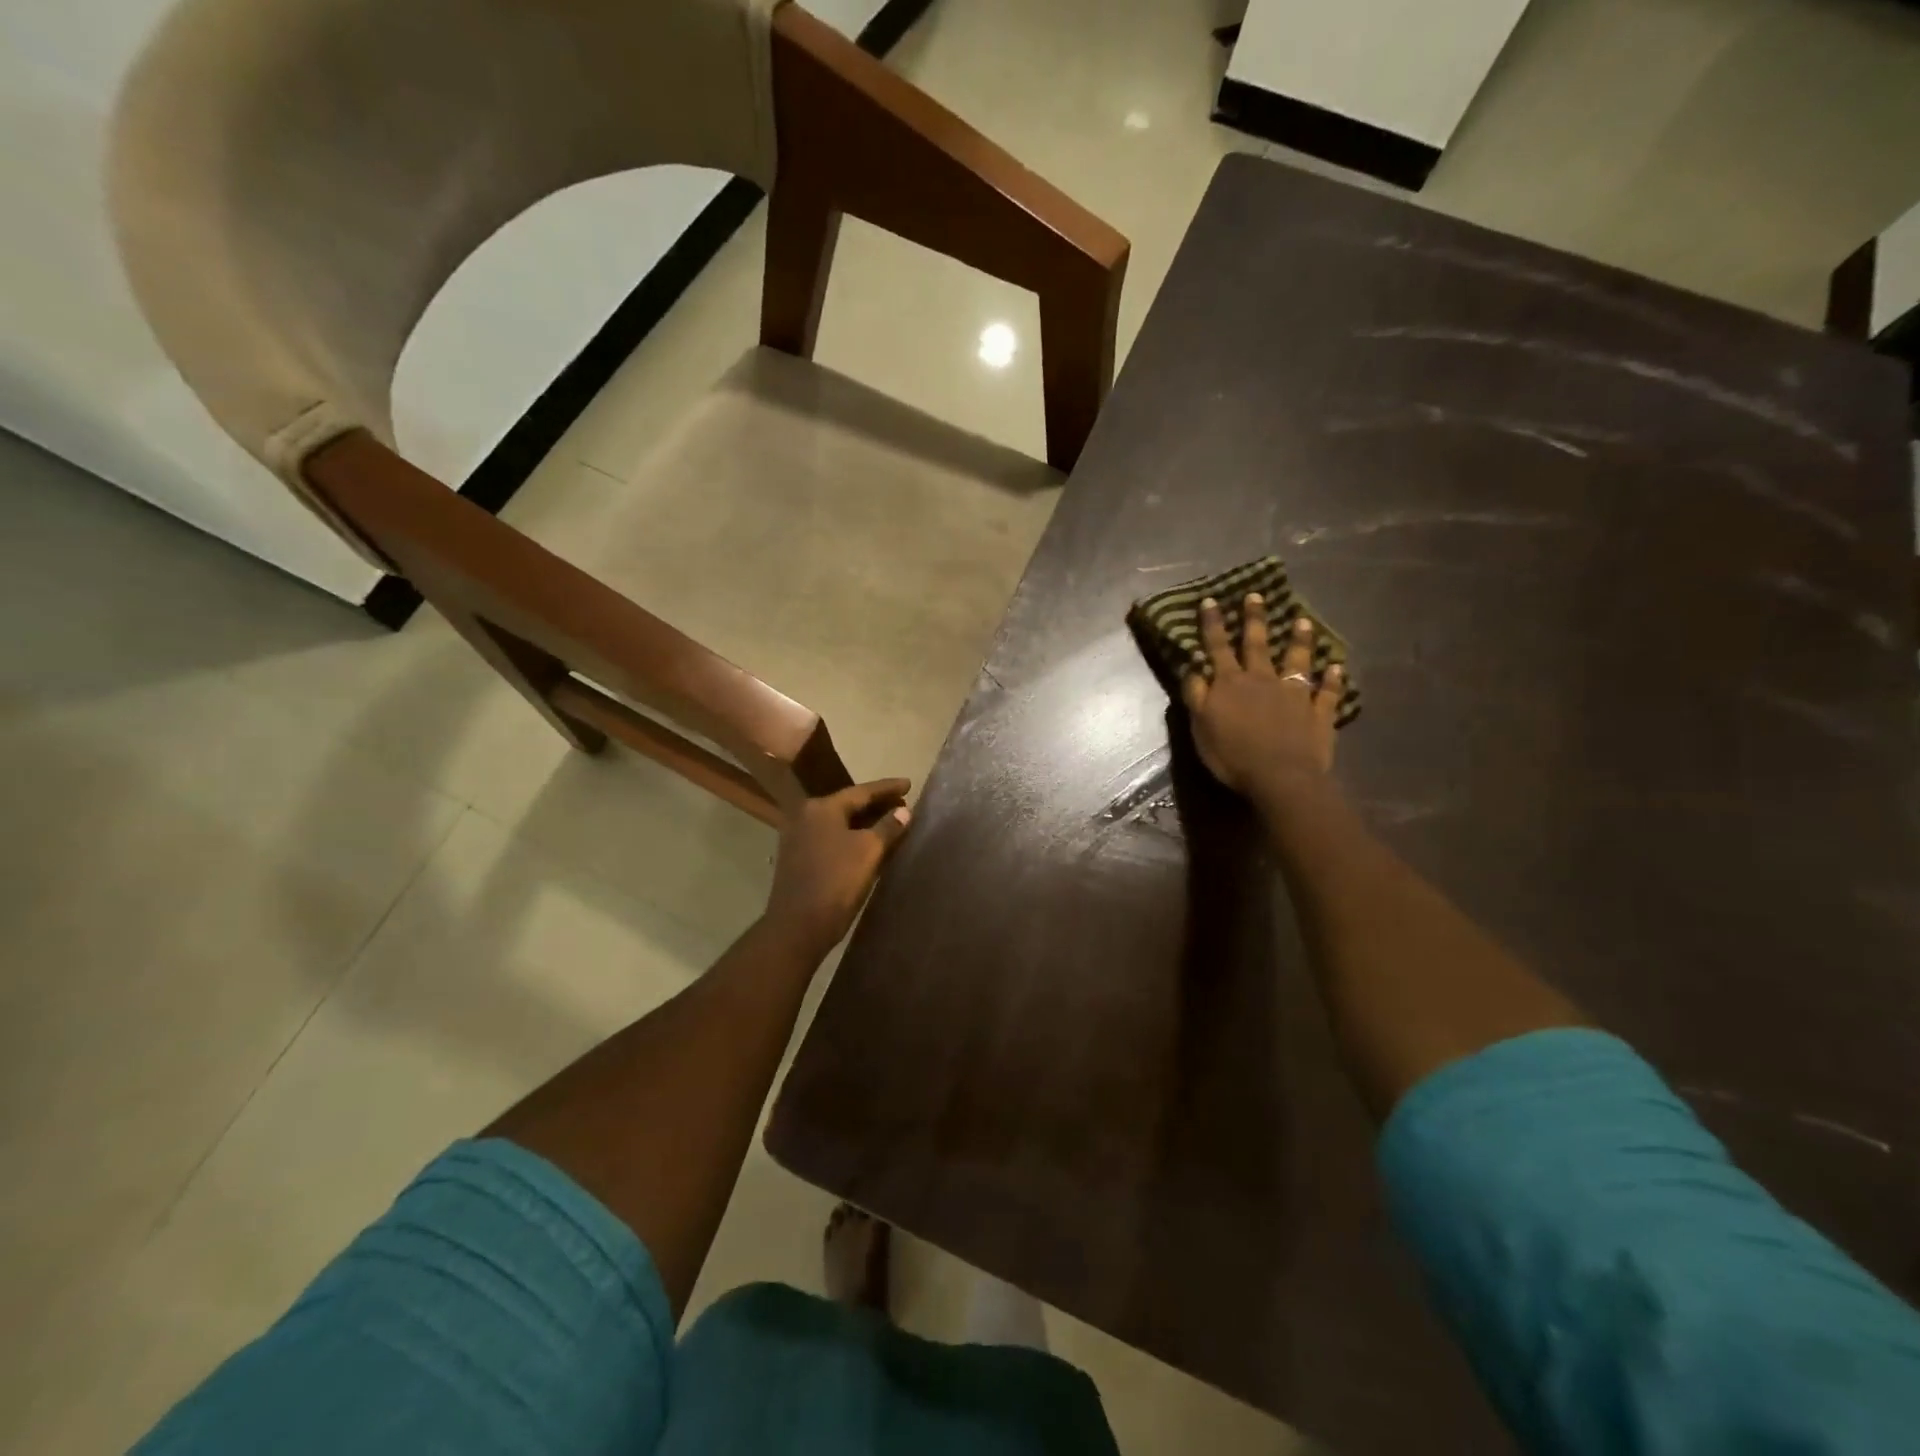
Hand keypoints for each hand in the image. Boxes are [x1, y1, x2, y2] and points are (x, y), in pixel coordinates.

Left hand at [763, 779, 912, 956]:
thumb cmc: (836, 882)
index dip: (888, 788)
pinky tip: (870, 844)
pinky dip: (852, 837)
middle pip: (849, 805)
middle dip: (877, 805)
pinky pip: (832, 838)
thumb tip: (904, 812)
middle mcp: (806, 816)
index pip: (862, 791)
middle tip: (904, 804)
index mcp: (822, 808)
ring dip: (866, 822)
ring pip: (840, 823)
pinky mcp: (799, 858)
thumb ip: (888, 827)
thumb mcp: (869, 852)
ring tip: (892, 822)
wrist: (798, 927)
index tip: (909, 784)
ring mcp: (799, 838)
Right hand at [1181, 593, 1344, 796]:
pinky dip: (1332, 679)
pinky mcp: (1318, 712)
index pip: (1218, 647)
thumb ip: (1196, 695)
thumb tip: (1193, 667)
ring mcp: (1293, 694)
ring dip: (1299, 640)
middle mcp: (1262, 680)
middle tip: (1256, 595)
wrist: (1280, 777)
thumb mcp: (1200, 726)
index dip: (1213, 624)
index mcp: (1230, 684)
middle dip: (1254, 619)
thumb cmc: (1232, 755)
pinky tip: (1337, 667)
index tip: (1211, 600)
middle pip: (1257, 644)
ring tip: (1302, 620)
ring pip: (1297, 660)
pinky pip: (1326, 692)